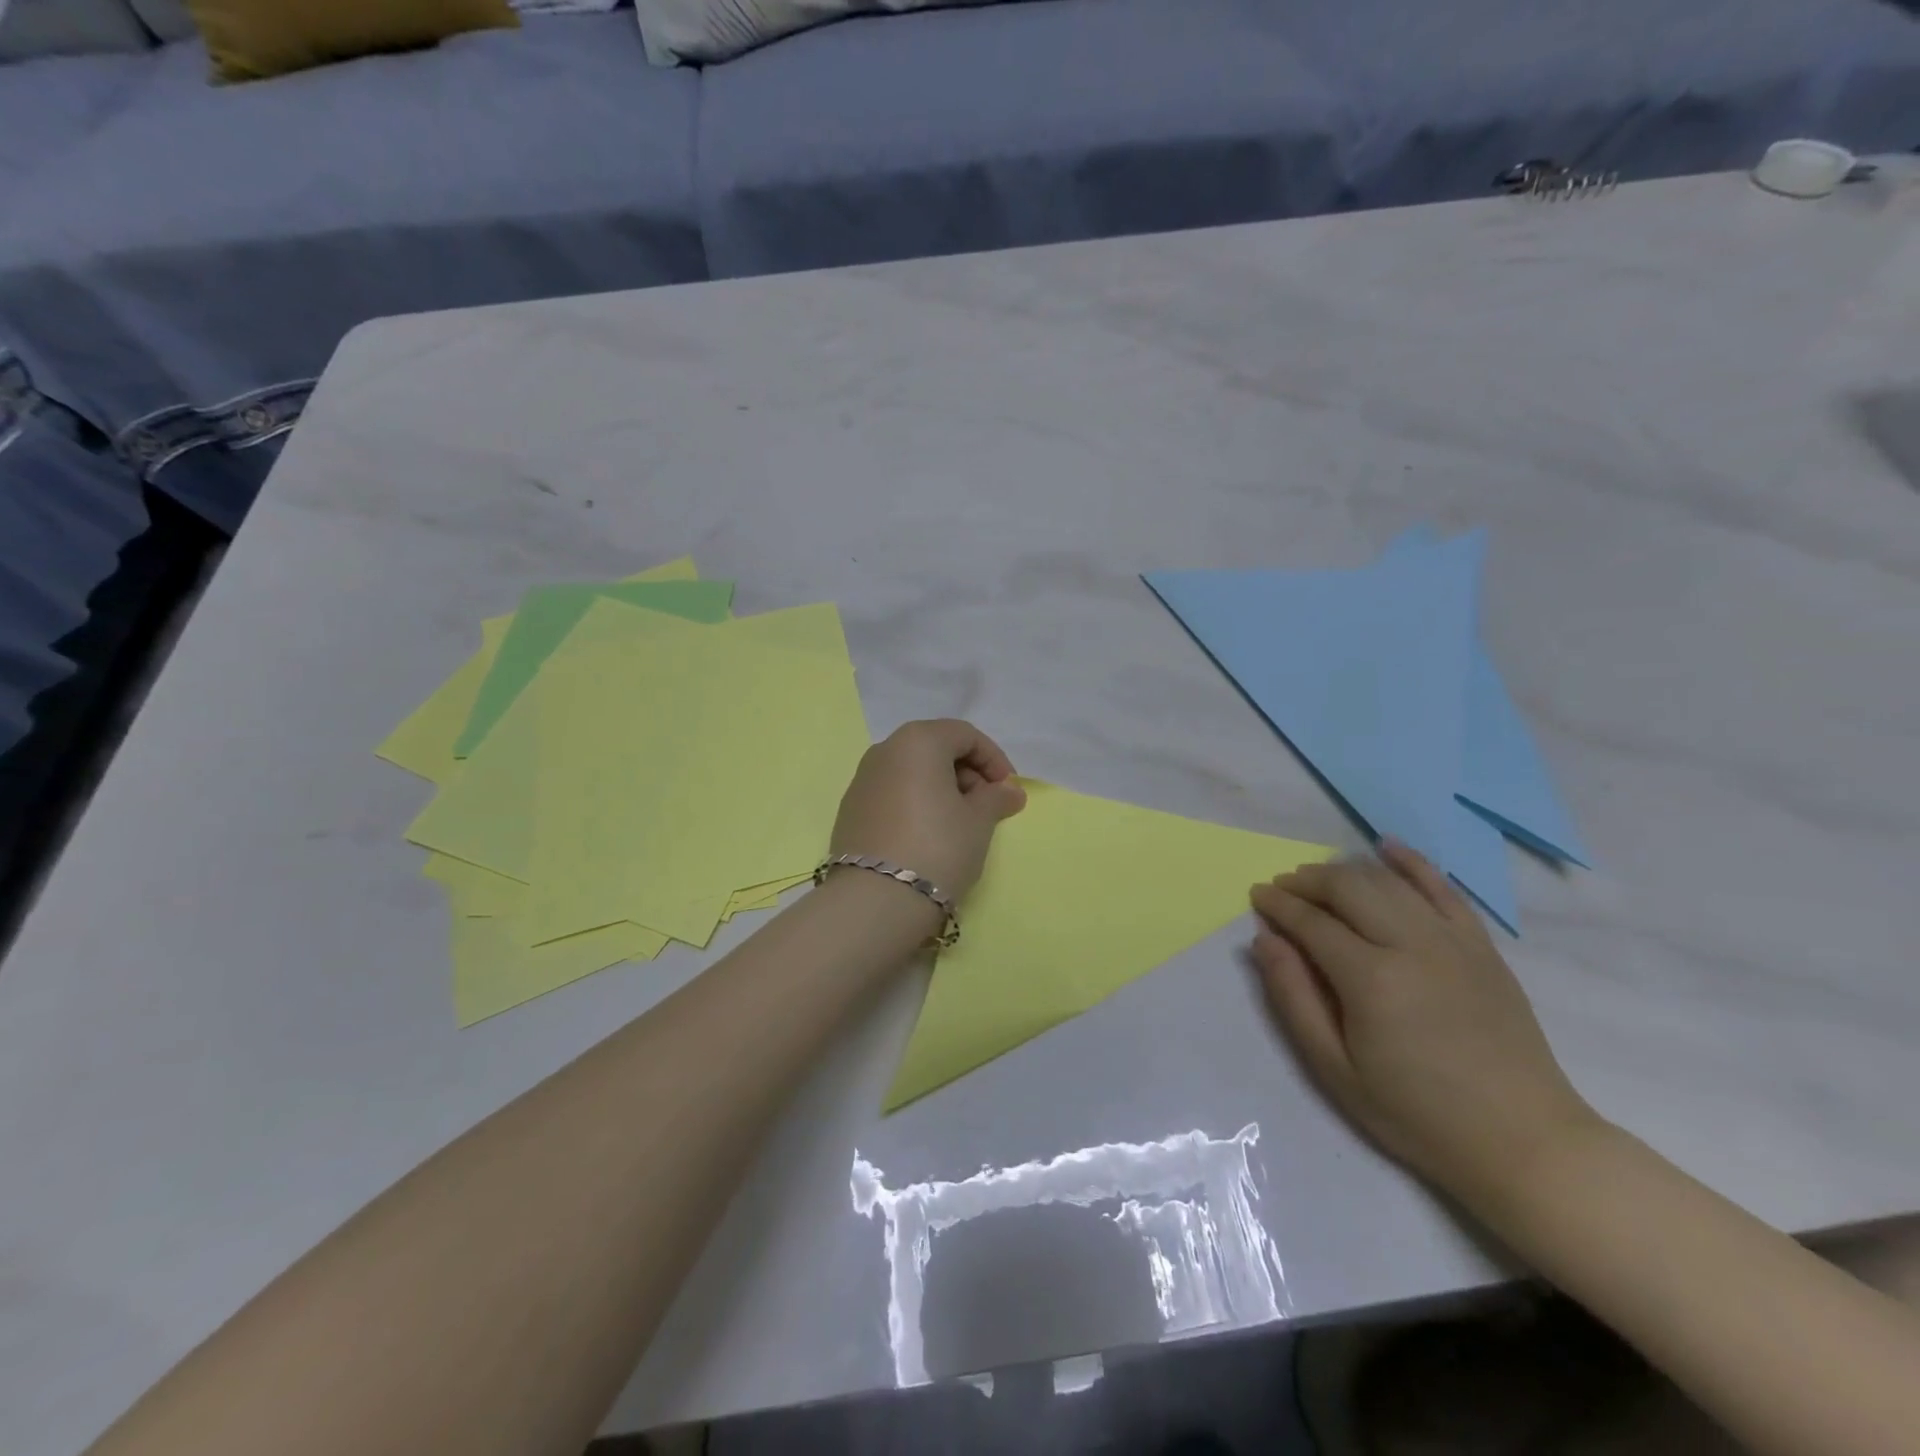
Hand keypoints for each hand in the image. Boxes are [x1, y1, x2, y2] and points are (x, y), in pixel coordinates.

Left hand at [830, 720, 1026, 900]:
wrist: (876, 899)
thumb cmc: (938, 847)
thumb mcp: (979, 821)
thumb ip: (996, 798)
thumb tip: (1009, 790)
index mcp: (918, 741)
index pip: (965, 735)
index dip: (994, 759)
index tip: (1007, 791)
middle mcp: (884, 750)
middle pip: (935, 749)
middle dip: (967, 773)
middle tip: (986, 807)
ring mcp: (861, 780)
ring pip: (912, 772)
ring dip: (941, 789)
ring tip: (959, 824)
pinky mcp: (850, 810)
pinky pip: (892, 794)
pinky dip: (915, 803)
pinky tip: (927, 836)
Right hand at [1250, 842, 1602, 1209]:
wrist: (1524, 1141)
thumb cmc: (1416, 1113)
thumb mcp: (1335, 1069)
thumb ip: (1294, 998)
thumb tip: (1265, 940)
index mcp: (1371, 978)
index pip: (1312, 922)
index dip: (1279, 905)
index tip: (1257, 896)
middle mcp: (1411, 944)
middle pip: (1348, 888)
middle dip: (1307, 881)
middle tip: (1283, 888)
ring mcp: (1453, 941)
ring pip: (1388, 881)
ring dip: (1346, 871)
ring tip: (1319, 878)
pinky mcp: (1482, 946)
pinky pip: (1444, 889)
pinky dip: (1413, 863)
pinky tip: (1387, 847)